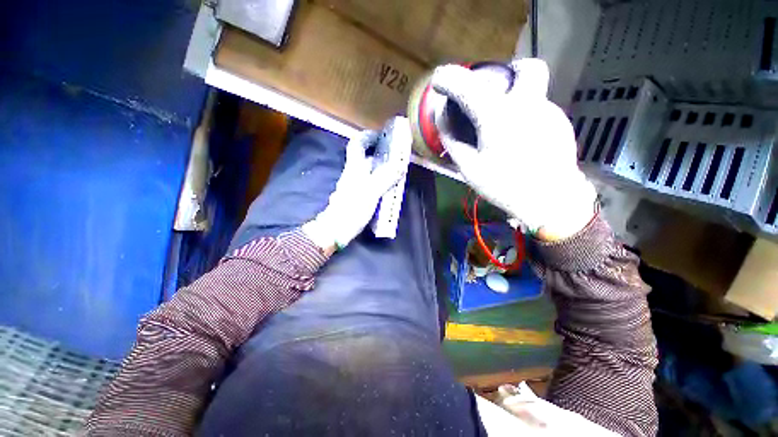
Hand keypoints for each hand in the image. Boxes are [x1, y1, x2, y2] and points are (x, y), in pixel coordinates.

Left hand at [302, 131, 399, 252]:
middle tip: (395, 155)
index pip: (357, 145)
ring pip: (368, 171)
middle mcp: (352, 174)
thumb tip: (400, 164)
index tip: (381, 135)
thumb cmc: (352, 209)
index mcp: (354, 168)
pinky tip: (388, 187)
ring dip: (381, 168)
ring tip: (396, 170)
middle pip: (364, 157)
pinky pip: (369, 183)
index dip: (367, 137)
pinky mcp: (356, 197)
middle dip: (379, 153)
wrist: (337, 229)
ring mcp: (353, 186)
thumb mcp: (371, 191)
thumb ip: (385, 177)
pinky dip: (379, 181)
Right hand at [431, 59, 596, 240]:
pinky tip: (520, 142)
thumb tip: (442, 121)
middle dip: (508, 72)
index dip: (449, 79)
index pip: (468, 86)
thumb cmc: (505, 186)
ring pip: (533, 92)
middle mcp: (528, 104)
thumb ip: (453, 142)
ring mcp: (550, 112)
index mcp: (499, 117)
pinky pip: (539, 110)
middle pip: (526, 68)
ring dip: (515, 101)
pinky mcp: (561, 123)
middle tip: (493, 93)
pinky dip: (525, 118)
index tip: (439, 82)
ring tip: (503, 130)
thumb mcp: (469, 168)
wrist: (551, 201)